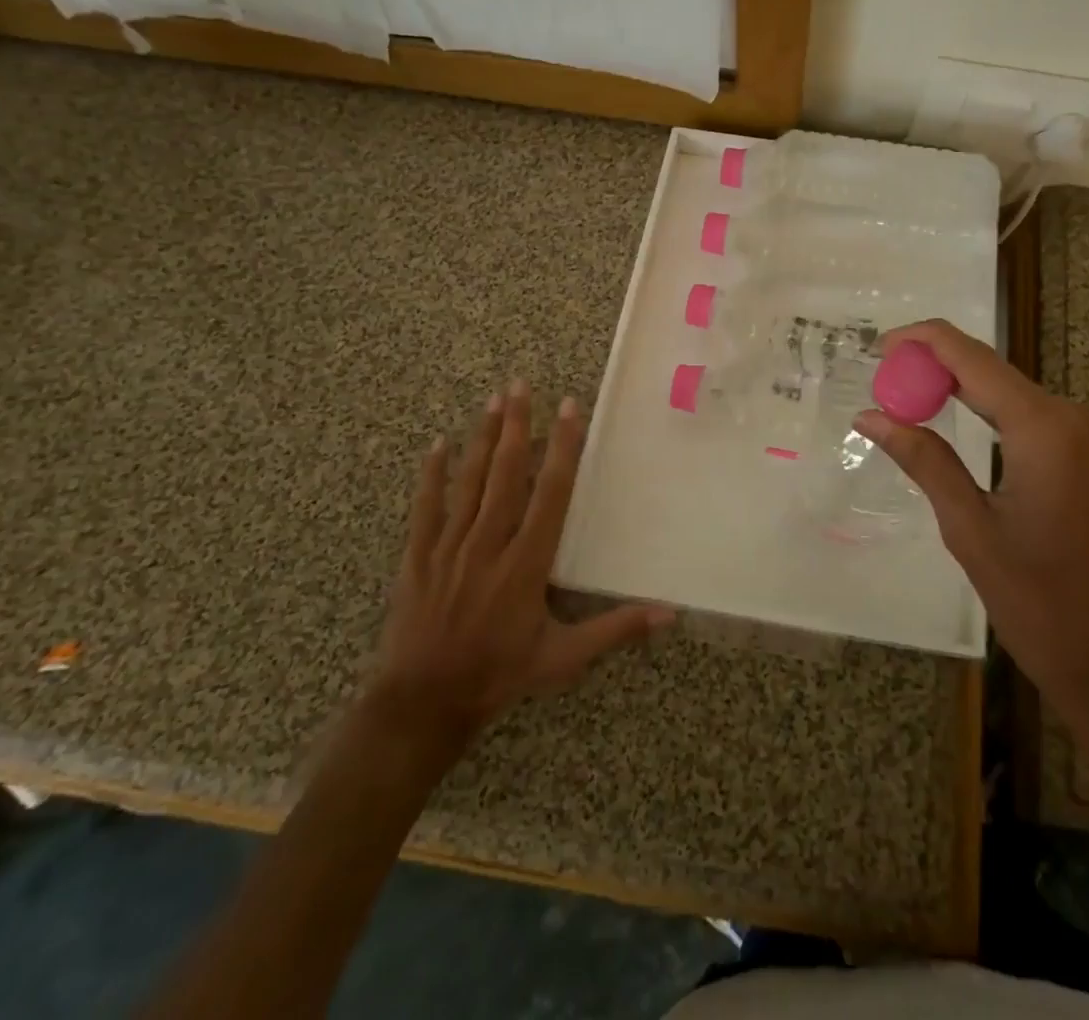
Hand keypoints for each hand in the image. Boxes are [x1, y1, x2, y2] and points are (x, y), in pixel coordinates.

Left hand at [371, 382, 672, 760]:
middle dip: (516, 425)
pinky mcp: (418, 556)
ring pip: (469, 481)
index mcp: (526, 561)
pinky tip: (438, 444)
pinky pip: (426, 506)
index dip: (562, 446)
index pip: (550, 491)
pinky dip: (432, 474)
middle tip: (522, 384)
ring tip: (493, 400)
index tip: (568, 409)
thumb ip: (615, 629)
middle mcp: (489, 543)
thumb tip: (670, 614)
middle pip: (506, 472)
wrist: (422, 704)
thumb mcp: (563, 658)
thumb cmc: (498, 675)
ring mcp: (450, 546)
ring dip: (481, 438)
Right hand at [856, 322, 1088, 802]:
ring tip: (912, 406)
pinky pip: (1039, 418)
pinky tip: (963, 427)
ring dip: (965, 393)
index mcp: (1046, 429)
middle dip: (938, 370)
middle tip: (887, 385)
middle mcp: (1080, 416)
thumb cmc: (1041, 604)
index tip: (880, 347)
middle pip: (994, 371)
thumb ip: (923, 459)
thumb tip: (870, 415)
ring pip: (1016, 393)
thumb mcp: (969, 528)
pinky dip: (996, 416)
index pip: (972, 358)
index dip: (923, 342)